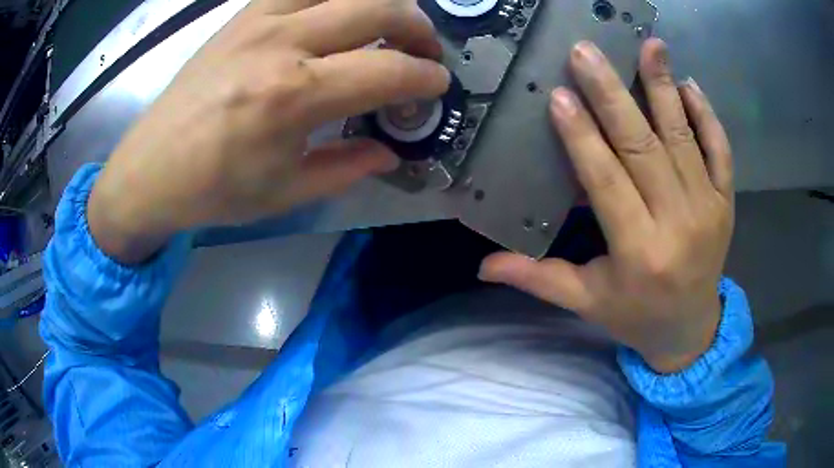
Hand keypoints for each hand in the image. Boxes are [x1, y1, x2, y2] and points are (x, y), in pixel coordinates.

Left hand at [88, 0, 449, 262]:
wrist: (150, 169)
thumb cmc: (213, 190)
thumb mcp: (285, 193)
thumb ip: (346, 167)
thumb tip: (389, 152)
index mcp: (294, 97)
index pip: (387, 71)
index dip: (424, 78)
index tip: (438, 85)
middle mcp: (282, 44)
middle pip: (377, 9)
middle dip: (417, 27)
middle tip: (424, 50)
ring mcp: (260, 22)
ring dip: (380, 1)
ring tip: (390, 23)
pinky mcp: (242, 16)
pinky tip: (340, 11)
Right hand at [480, 39, 733, 372]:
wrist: (690, 329)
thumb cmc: (635, 315)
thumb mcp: (586, 302)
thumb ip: (539, 280)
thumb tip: (483, 266)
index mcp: (638, 252)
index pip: (608, 182)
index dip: (582, 137)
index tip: (560, 95)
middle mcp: (678, 224)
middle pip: (643, 148)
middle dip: (612, 95)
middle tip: (586, 52)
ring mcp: (708, 208)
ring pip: (683, 139)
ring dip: (663, 88)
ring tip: (648, 45)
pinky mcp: (727, 202)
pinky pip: (721, 152)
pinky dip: (707, 117)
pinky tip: (688, 85)